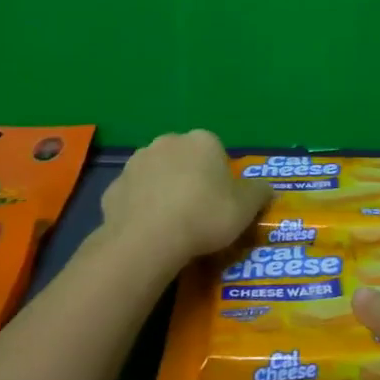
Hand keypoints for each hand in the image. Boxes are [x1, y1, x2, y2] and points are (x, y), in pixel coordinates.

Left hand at [99, 130, 271, 274]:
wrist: (149, 239)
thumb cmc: (205, 216)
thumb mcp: (246, 207)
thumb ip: (259, 192)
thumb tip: (265, 187)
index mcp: (202, 140)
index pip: (216, 153)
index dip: (220, 178)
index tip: (222, 202)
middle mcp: (168, 142)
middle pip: (185, 159)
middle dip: (190, 178)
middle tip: (198, 212)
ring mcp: (136, 163)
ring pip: (156, 174)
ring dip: (163, 190)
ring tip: (172, 224)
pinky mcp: (113, 187)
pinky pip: (134, 195)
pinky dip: (141, 208)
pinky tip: (148, 231)